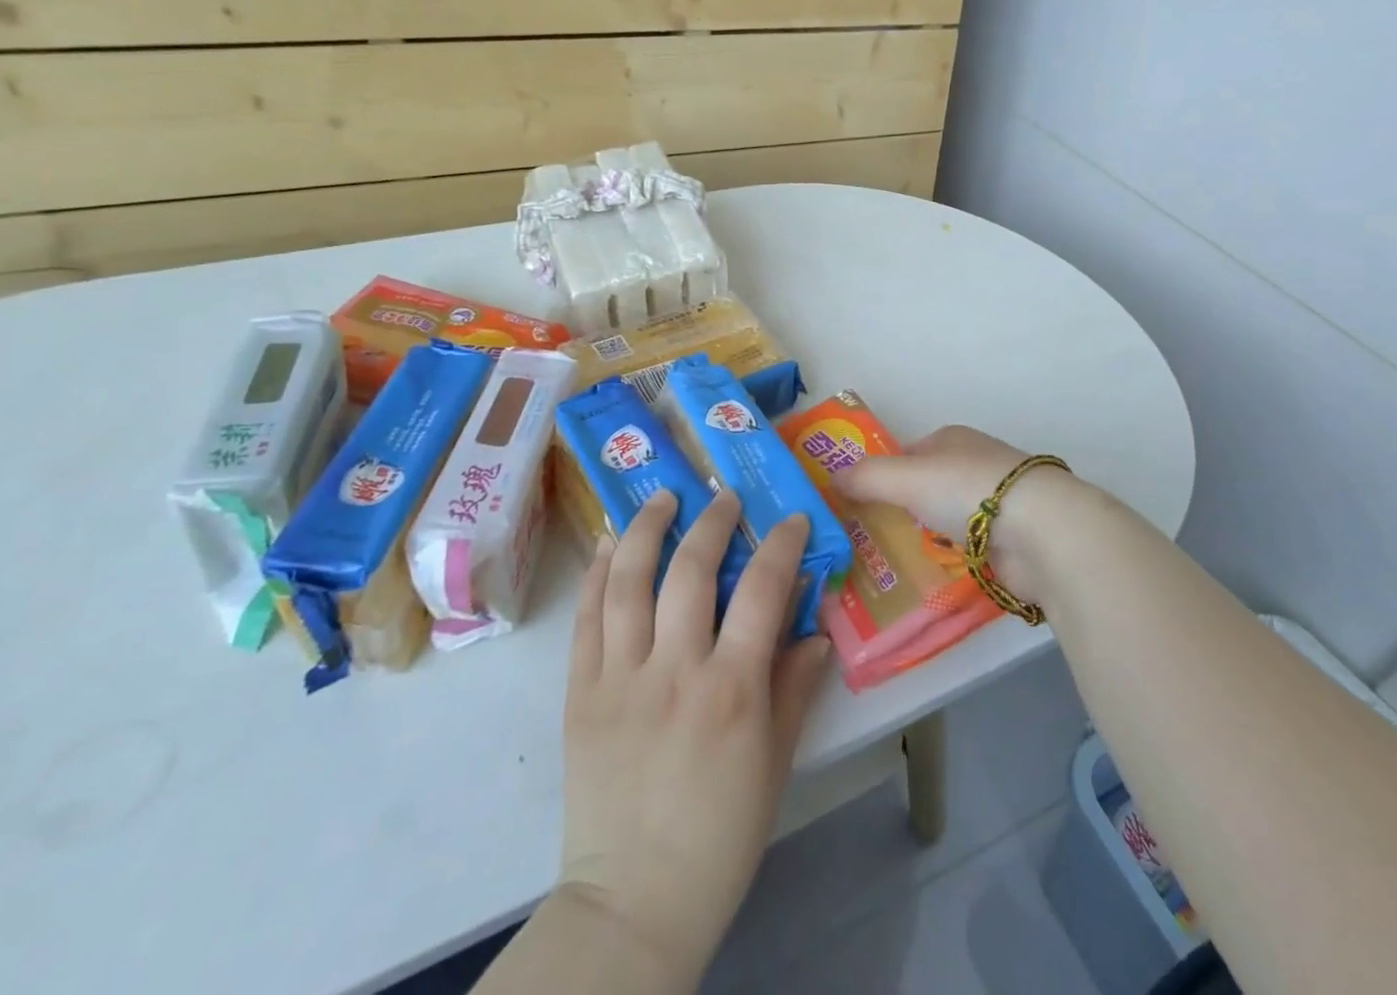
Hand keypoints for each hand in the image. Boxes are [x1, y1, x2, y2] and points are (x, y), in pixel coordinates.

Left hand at [559, 489, 832, 982]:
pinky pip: (585, 617)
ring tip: (662, 497)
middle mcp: (674, 670)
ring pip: (628, 580)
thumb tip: (816, 629)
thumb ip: (795, 688)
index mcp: (731, 691)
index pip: (761, 592)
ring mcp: (620, 677)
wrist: (633, 900)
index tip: (792, 519)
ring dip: (646, 528)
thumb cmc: (720, 836)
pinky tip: (606, 542)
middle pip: (691, 570)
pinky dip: (596, 572)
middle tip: (724, 497)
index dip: (780, 545)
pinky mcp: (580, 691)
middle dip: (712, 521)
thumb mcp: (774, 765)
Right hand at [832, 424, 1077, 605]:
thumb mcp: (905, 477)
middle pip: (926, 488)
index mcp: (952, 440)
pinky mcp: (1011, 541)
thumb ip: (866, 477)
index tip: (857, 504)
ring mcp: (996, 504)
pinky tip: (928, 581)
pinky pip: (967, 551)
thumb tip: (831, 478)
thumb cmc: (968, 489)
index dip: (882, 476)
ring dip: (926, 539)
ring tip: (887, 567)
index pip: (907, 455)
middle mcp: (974, 465)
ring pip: (947, 521)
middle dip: (901, 511)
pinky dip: (950, 562)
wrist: (1041, 532)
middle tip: (865, 541)